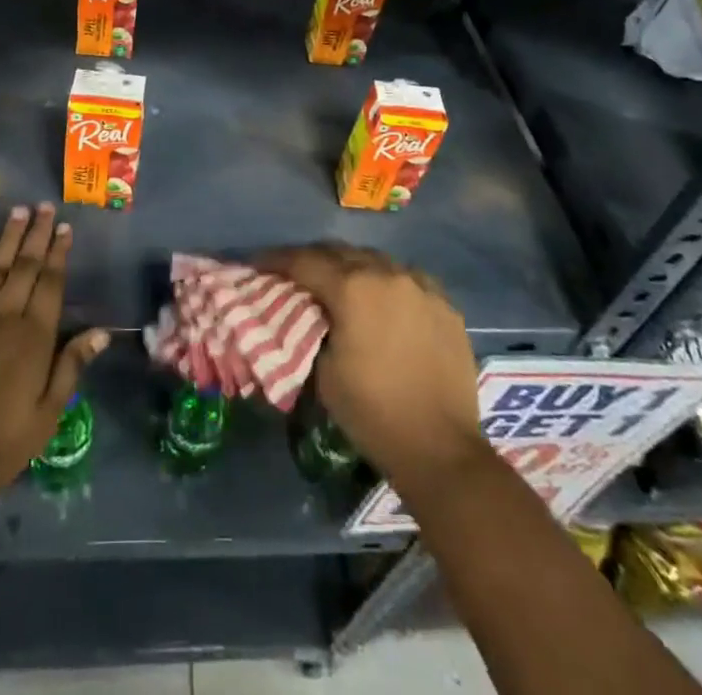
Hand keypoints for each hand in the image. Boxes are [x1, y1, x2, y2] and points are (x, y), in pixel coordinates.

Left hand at [0, 204, 108, 495]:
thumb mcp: (45, 416)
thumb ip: (71, 368)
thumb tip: (101, 331)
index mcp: (34, 337)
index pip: (50, 283)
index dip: (58, 253)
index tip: (64, 227)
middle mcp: (4, 316)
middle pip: (24, 267)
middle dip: (36, 234)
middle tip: (44, 206)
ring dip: (7, 239)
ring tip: (18, 211)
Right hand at [257, 245, 484, 490]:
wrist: (440, 448)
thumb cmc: (372, 411)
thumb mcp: (323, 371)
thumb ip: (310, 328)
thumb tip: (306, 313)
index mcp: (352, 288)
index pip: (304, 261)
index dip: (275, 261)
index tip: (256, 263)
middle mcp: (387, 274)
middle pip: (339, 252)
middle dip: (312, 259)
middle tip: (293, 273)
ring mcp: (420, 286)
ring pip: (376, 260)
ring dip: (351, 267)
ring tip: (338, 283)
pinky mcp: (444, 304)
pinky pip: (407, 279)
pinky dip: (386, 282)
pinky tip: (382, 299)